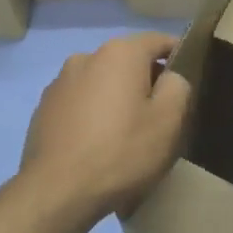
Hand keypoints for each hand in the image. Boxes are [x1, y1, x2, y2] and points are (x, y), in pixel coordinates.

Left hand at [20, 31, 190, 221]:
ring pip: (100, 82)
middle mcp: (86, 56)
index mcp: (119, 53)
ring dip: (115, 98)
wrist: (57, 190)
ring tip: (125, 133)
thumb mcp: (168, 121)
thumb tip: (170, 78)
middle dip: (144, 80)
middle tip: (159, 115)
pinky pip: (78, 103)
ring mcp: (59, 82)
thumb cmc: (121, 152)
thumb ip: (178, 87)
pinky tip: (96, 144)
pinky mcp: (44, 108)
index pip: (158, 41)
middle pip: (127, 62)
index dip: (177, 55)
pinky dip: (92, 114)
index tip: (188, 77)